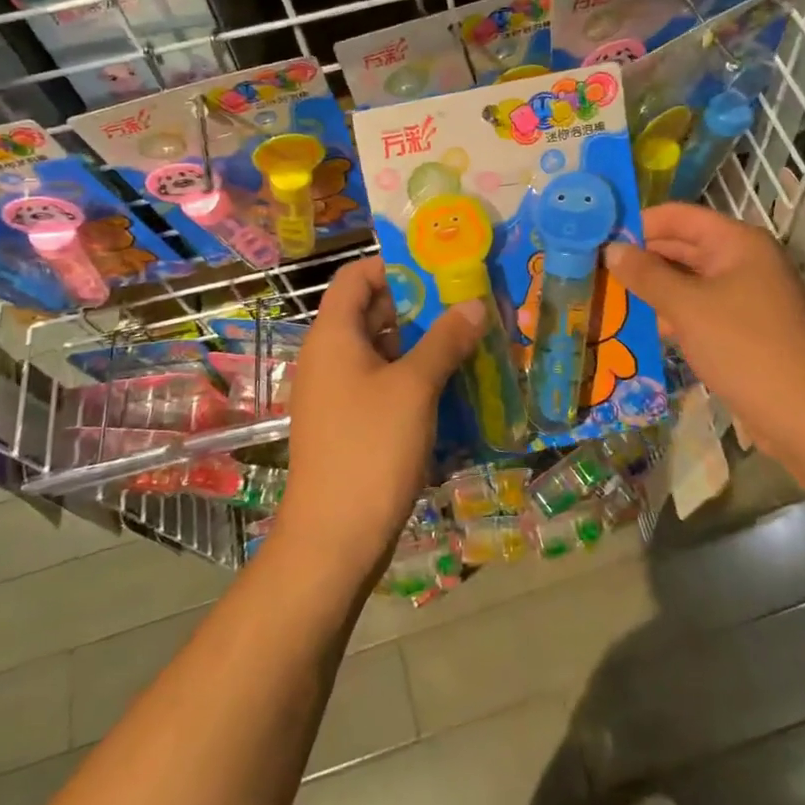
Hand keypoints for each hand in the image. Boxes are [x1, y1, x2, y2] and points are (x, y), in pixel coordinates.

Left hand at [276, 257, 484, 584]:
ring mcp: (337, 393)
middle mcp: (329, 357)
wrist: (333, 538)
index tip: (439, 268)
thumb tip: (475, 304)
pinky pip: (382, 384)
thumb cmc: (371, 448)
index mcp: (333, 335)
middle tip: (467, 303)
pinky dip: (413, 377)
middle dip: (419, 305)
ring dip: (422, 343)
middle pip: (371, 311)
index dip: (393, 265)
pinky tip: (452, 385)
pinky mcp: (350, 424)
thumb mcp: (414, 387)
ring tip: (469, 340)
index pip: (355, 277)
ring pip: (382, 351)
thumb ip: (445, 340)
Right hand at [605, 203, 804, 451]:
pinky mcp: (742, 328)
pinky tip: (639, 325)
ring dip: (653, 287)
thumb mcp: (687, 307)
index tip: (599, 237)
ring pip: (688, 280)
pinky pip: (698, 308)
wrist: (803, 414)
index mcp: (737, 242)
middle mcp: (743, 261)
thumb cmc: (744, 347)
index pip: (679, 216)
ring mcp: (745, 295)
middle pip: (683, 246)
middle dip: (642, 257)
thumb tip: (611, 249)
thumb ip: (646, 275)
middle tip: (596, 268)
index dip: (639, 223)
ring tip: (608, 294)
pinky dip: (671, 312)